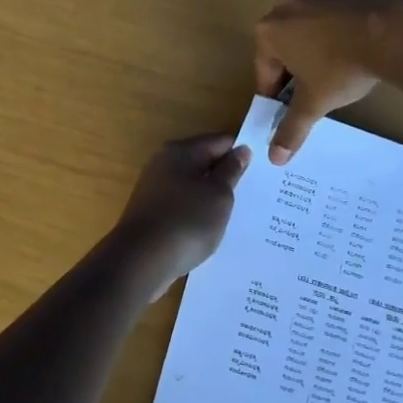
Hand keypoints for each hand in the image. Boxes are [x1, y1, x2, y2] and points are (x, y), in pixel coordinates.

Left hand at [108, 134, 251, 286]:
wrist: (141, 261)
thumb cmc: (186, 221)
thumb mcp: (219, 195)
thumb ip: (231, 170)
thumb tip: (241, 150)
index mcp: (180, 151)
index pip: (220, 141)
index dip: (242, 153)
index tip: (261, 171)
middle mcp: (163, 163)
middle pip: (204, 161)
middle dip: (225, 176)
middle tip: (252, 194)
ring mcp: (154, 188)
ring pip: (192, 185)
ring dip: (211, 196)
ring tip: (234, 214)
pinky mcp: (150, 212)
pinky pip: (182, 204)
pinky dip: (196, 212)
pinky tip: (209, 228)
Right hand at [254, 0, 402, 163]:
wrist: (393, 28)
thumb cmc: (342, 66)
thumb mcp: (316, 102)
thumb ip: (293, 128)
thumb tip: (274, 158)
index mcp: (270, 31)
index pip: (265, 71)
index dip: (277, 94)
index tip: (291, 108)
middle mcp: (286, 5)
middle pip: (285, 45)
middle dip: (298, 67)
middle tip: (318, 89)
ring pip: (311, 25)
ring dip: (320, 44)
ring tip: (344, 66)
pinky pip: (338, 11)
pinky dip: (344, 26)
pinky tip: (362, 42)